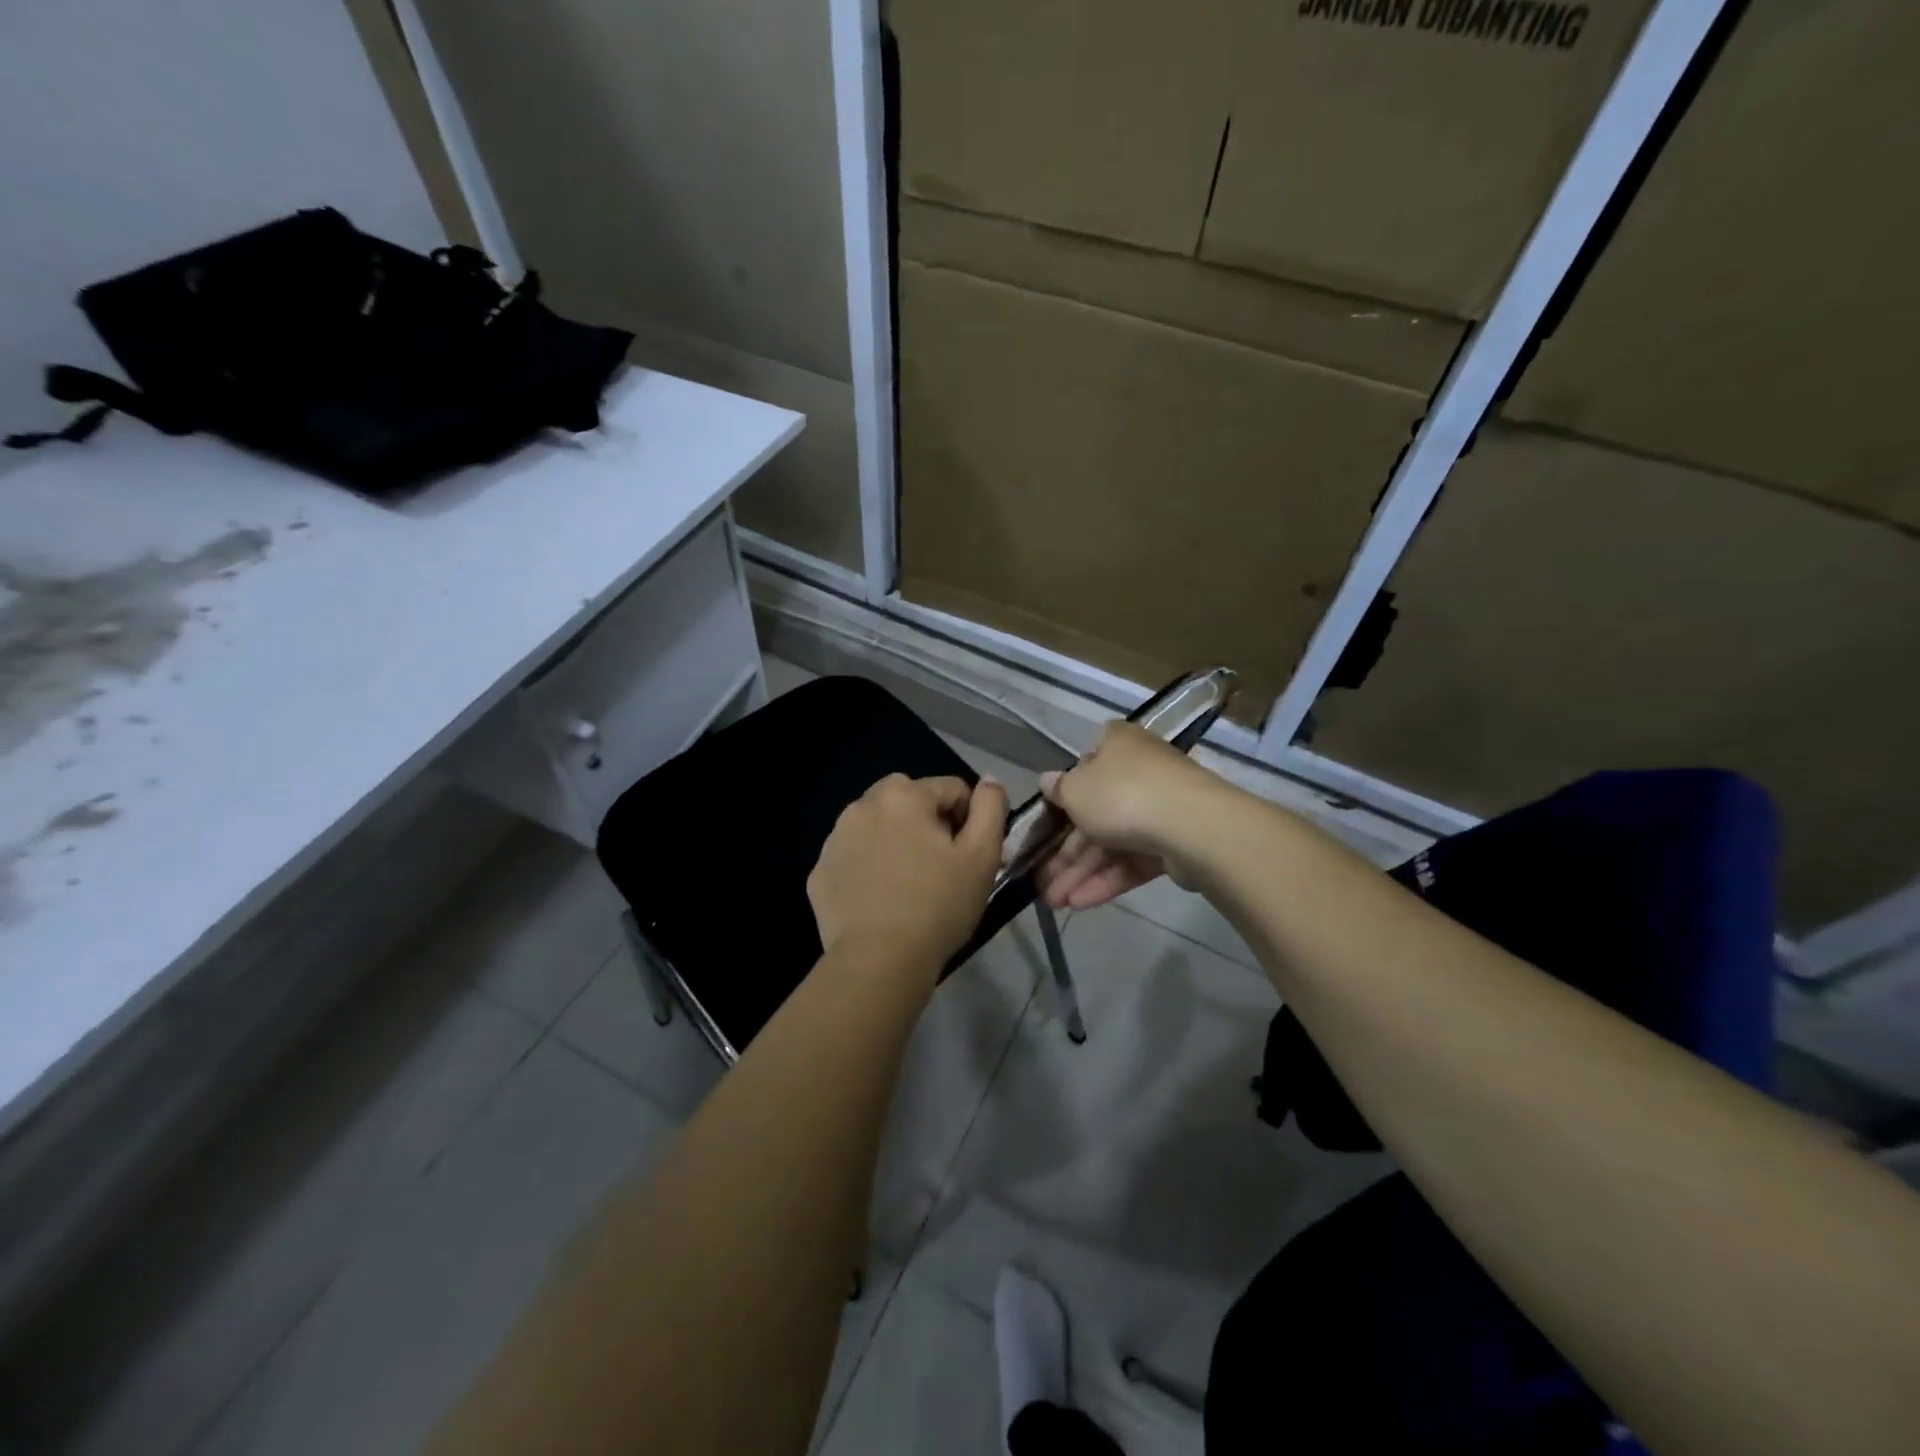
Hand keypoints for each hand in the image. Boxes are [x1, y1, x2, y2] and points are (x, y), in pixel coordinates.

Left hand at [808, 774, 1008, 974]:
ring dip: (893, 840)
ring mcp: (834, 839)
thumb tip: (989, 781)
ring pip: (876, 825)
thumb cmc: (939, 905)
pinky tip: (880, 900)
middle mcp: (862, 805)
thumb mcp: (982, 856)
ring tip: (907, 884)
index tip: (967, 856)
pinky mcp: (819, 872)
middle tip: (938, 865)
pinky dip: (867, 866)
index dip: (968, 819)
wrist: (879, 962)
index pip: (952, 789)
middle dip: (926, 821)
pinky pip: (853, 856)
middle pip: (908, 799)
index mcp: (904, 795)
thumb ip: (991, 808)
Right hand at [1035, 723, 1225, 910]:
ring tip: (1054, 902)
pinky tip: (1079, 903)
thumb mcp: (1075, 790)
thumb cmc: (1121, 794)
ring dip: (1080, 872)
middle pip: (1096, 812)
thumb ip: (1058, 790)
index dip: (1067, 788)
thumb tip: (1048, 781)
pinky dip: (1107, 879)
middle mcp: (1140, 772)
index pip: (1088, 760)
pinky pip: (1133, 861)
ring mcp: (1159, 809)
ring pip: (1112, 842)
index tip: (1050, 814)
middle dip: (1066, 850)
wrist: (1191, 826)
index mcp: (1118, 745)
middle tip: (1041, 879)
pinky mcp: (1173, 844)